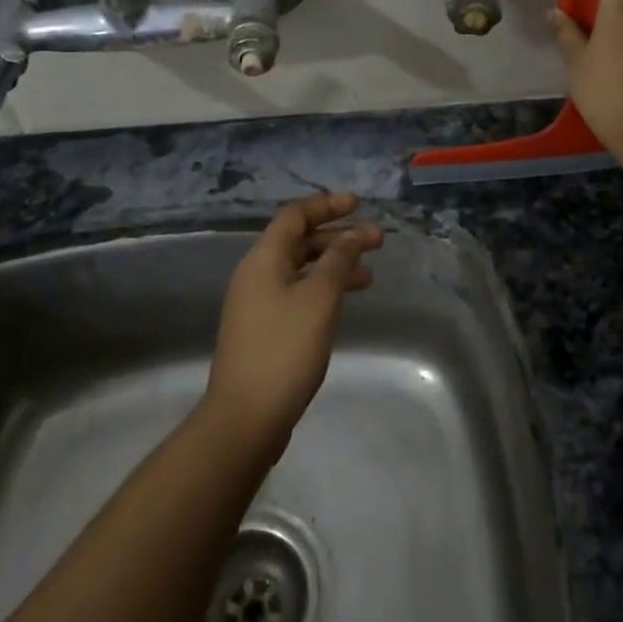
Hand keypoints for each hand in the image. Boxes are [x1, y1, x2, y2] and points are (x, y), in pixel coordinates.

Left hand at [203, 193, 382, 453]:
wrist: (245, 417)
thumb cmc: (284, 350)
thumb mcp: (319, 299)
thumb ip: (338, 261)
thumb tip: (353, 235)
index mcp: (264, 259)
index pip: (295, 215)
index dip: (327, 205)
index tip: (358, 204)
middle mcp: (257, 274)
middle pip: (299, 241)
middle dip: (338, 237)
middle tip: (377, 241)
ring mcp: (258, 303)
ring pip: (301, 269)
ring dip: (335, 265)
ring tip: (370, 275)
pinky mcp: (264, 329)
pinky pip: (298, 293)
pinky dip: (323, 289)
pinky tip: (344, 302)